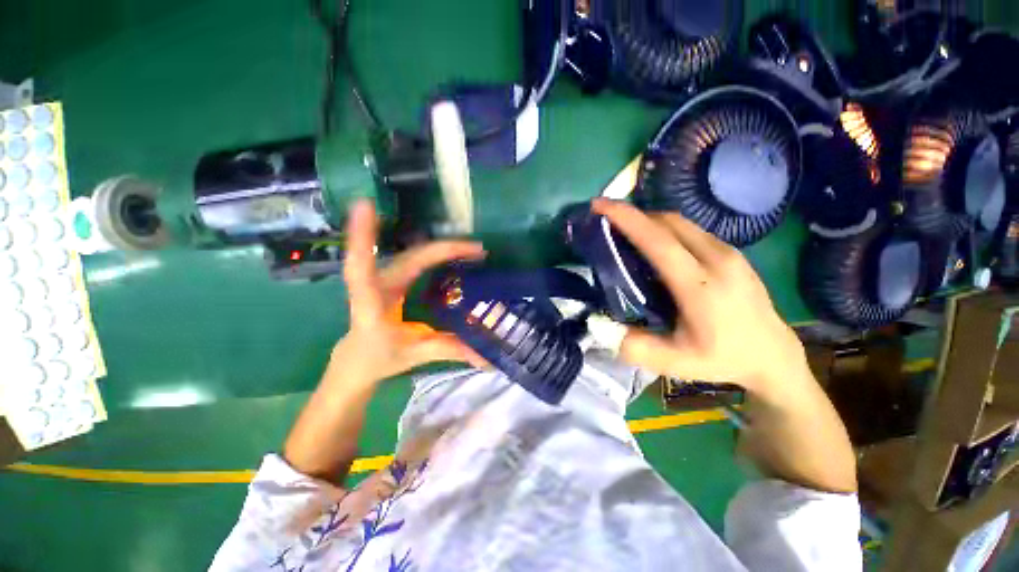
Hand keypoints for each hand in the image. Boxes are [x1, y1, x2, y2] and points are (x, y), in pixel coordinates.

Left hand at [336, 200, 486, 383]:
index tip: (365, 205)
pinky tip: (454, 251)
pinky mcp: (394, 279)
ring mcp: (386, 279)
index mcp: (371, 305)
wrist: (357, 361)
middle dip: (443, 249)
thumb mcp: (412, 355)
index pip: (362, 268)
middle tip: (478, 250)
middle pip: (409, 257)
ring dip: (441, 248)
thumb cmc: (377, 359)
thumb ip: (447, 351)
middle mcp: (377, 284)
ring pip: (413, 255)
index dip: (362, 237)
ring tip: (472, 248)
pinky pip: (415, 259)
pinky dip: (435, 253)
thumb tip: (486, 357)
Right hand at [592, 199, 808, 398]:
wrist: (773, 355)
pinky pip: (691, 230)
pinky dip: (665, 228)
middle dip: (633, 215)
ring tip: (625, 230)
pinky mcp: (732, 253)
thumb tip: (600, 324)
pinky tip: (654, 244)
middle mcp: (717, 259)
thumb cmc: (722, 359)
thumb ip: (635, 347)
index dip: (626, 219)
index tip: (600, 205)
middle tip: (606, 220)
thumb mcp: (675, 363)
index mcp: (700, 286)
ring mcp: (729, 252)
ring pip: (681, 222)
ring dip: (649, 220)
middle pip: (668, 222)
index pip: (658, 241)